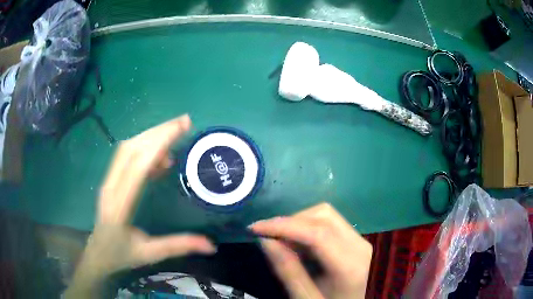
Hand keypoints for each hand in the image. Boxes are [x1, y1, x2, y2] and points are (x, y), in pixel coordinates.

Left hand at [65, 115, 215, 297]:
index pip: (138, 166)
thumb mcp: (150, 254)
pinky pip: (125, 156)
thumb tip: (211, 245)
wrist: (97, 254)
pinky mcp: (110, 179)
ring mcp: (108, 181)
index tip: (182, 127)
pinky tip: (160, 158)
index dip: (160, 143)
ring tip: (175, 133)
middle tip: (184, 122)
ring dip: (150, 136)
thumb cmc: (121, 255)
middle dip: (158, 131)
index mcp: (120, 206)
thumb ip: (178, 246)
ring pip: (127, 148)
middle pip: (131, 148)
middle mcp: (111, 186)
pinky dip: (144, 149)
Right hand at [250, 203, 371, 298]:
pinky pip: (331, 224)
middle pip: (323, 215)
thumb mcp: (305, 297)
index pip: (316, 232)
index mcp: (350, 265)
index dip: (283, 225)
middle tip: (269, 237)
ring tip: (283, 242)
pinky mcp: (357, 240)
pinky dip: (309, 228)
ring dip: (300, 223)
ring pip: (327, 215)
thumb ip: (287, 270)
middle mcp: (360, 245)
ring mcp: (361, 241)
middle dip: (291, 221)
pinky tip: (299, 245)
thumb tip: (265, 239)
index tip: (255, 227)